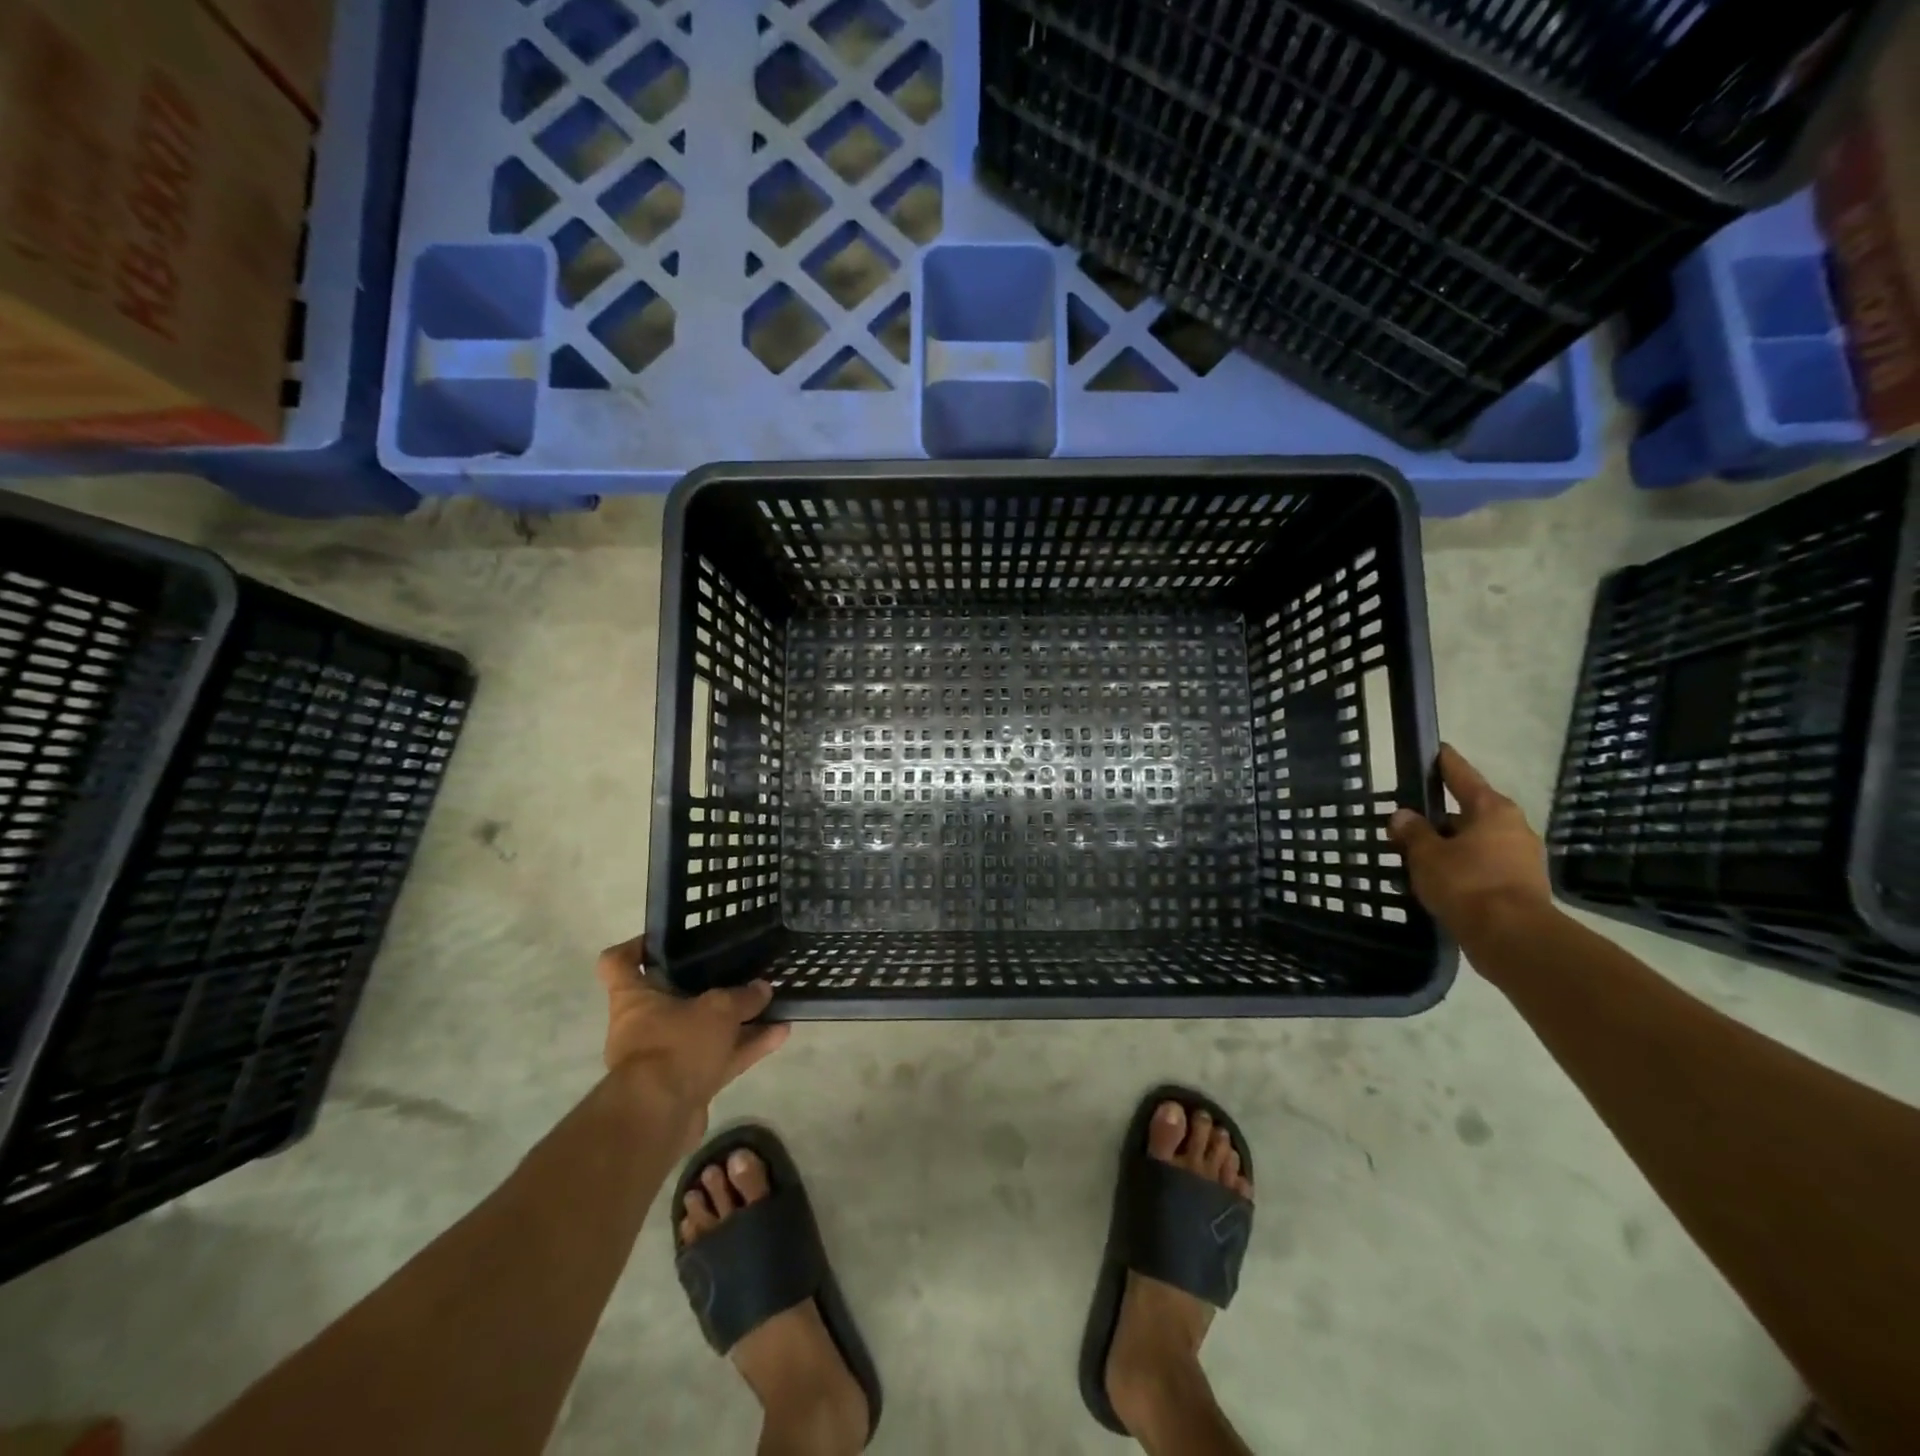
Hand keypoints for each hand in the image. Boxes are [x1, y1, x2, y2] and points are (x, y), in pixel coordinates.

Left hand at [595, 938, 789, 1144]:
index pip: (619, 962)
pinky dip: (747, 1047)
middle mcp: (643, 1025)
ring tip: (773, 1004)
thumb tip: (763, 988)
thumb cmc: (675, 1045)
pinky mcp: (686, 1085)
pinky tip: (779, 1035)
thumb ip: (743, 997)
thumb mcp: (718, 1009)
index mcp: (633, 998)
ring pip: (704, 1030)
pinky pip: (720, 1058)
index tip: (665, 939)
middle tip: (738, 970)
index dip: (637, 946)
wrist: (659, 1117)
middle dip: (707, 986)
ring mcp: (665, 1057)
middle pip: (672, 997)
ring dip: (737, 1020)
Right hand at [1387, 744, 1554, 944]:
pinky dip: (1460, 868)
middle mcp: (1513, 827)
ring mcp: (1521, 858)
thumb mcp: (1427, 855)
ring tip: (1415, 855)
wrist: (1512, 938)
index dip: (1445, 762)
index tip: (1436, 749)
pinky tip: (1436, 880)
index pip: (1462, 775)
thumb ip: (1412, 832)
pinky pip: (1482, 866)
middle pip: (1469, 811)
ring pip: (1475, 842)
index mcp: (1492, 810)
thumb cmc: (1467, 884)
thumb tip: (1403, 816)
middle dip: (1439, 816)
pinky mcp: (1520, 886)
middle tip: (1408, 820)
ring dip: (1448, 846)